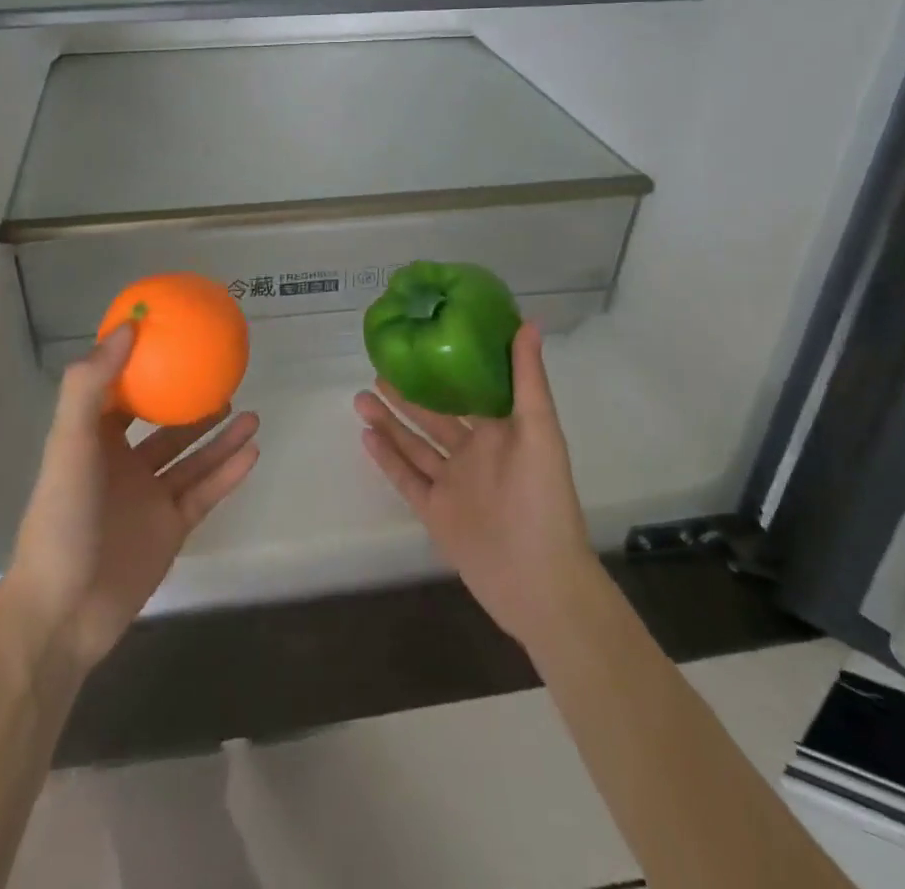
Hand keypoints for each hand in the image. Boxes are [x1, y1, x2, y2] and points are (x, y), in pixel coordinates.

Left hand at [3, 324, 260, 673]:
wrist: (64, 612)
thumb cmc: (62, 517)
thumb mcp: (70, 443)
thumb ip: (91, 385)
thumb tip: (127, 327)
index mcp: (94, 440)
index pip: (120, 393)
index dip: (141, 366)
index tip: (172, 338)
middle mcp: (123, 464)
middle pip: (164, 425)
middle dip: (191, 403)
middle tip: (224, 377)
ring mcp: (149, 498)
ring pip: (192, 458)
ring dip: (220, 436)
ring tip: (250, 413)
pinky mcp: (170, 528)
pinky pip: (205, 492)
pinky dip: (228, 472)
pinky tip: (253, 451)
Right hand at [354, 323, 594, 652]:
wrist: (539, 582)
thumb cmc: (544, 500)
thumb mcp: (540, 432)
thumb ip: (528, 379)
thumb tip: (527, 322)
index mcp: (500, 432)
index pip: (468, 392)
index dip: (445, 369)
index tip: (420, 344)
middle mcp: (474, 454)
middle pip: (434, 417)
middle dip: (407, 394)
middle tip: (378, 368)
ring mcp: (453, 484)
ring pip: (414, 445)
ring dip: (389, 422)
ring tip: (360, 397)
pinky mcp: (436, 513)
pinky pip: (407, 479)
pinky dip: (387, 458)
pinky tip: (365, 436)